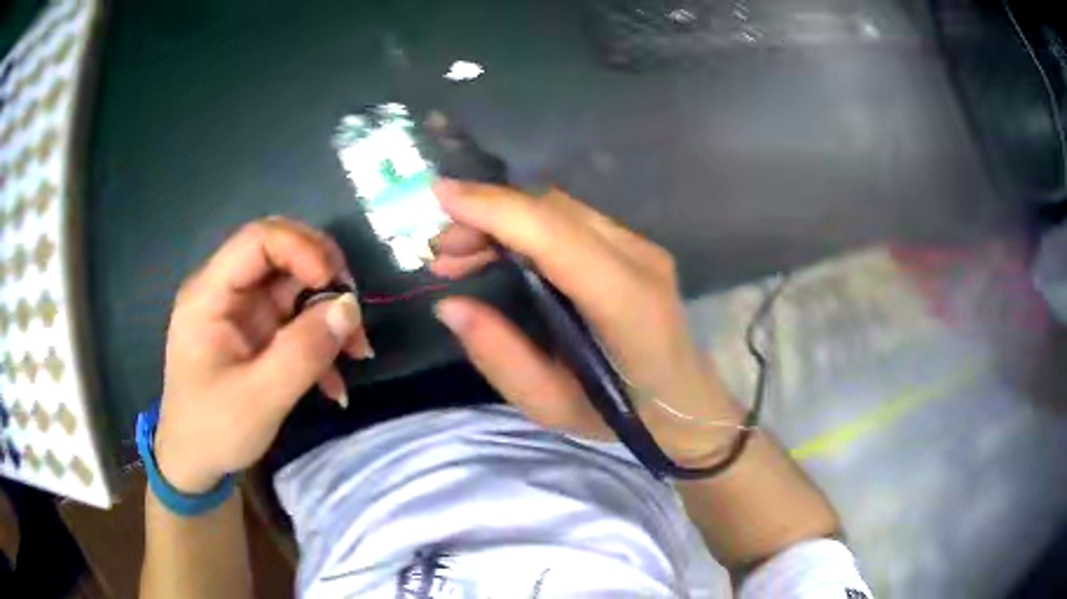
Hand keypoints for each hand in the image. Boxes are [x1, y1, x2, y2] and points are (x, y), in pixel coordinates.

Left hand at [155, 218, 372, 493]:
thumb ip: (304, 352)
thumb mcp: (260, 400)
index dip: (302, 250)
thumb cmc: (213, 431)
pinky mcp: (255, 333)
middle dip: (324, 276)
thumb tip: (350, 306)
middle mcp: (225, 291)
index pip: (258, 240)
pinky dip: (320, 341)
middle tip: (353, 311)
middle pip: (280, 253)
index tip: (336, 287)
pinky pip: (295, 319)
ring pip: (294, 286)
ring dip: (329, 312)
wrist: (194, 463)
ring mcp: (241, 311)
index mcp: (209, 295)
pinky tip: (335, 382)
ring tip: (355, 352)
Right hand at [430, 181, 742, 465]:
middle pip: (553, 209)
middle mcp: (638, 259)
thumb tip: (450, 304)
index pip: (554, 233)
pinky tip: (499, 252)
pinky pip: (571, 222)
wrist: (689, 406)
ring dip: (503, 219)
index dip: (494, 208)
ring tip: (458, 255)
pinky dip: (525, 227)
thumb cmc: (624, 416)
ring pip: (560, 209)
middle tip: (440, 251)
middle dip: (488, 215)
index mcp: (625, 302)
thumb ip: (500, 355)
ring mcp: (642, 248)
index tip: (438, 194)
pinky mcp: (636, 249)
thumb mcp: (551, 405)